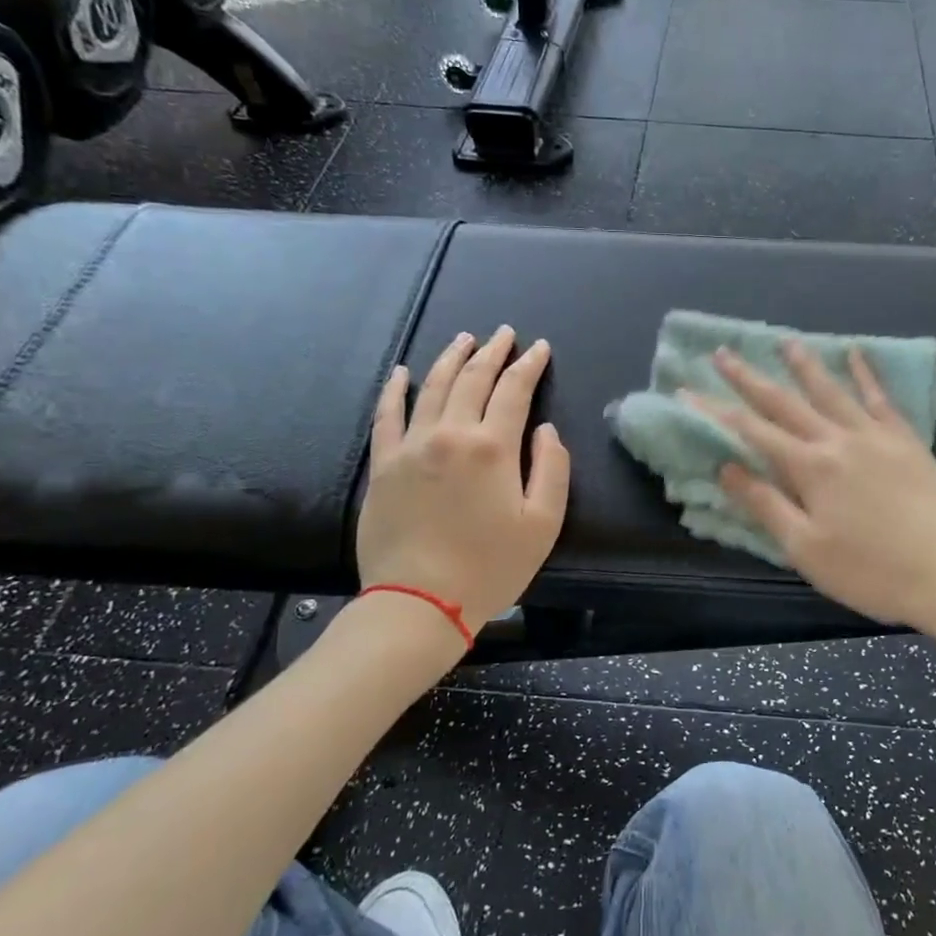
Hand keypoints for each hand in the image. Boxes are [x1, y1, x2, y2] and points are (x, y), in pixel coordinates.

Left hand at [355, 328, 570, 633]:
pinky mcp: (383, 465)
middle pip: (472, 379)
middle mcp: (450, 434)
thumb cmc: (490, 567)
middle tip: (506, 333)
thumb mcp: (543, 524)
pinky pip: (386, 415)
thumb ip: (552, 469)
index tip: (539, 348)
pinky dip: (395, 389)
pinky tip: (401, 371)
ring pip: (432, 387)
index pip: (514, 390)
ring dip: (451, 358)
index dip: (530, 365)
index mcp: (493, 447)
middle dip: (493, 352)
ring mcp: (411, 446)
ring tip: (465, 339)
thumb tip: (545, 430)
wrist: (420, 602)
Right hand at [699, 343, 935, 654]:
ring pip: (831, 391)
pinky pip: (880, 398)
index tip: (686, 391)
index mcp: (810, 468)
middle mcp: (838, 440)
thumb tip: (727, 467)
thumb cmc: (873, 572)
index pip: (751, 431)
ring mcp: (876, 436)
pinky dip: (865, 374)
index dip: (715, 410)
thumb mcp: (807, 549)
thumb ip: (765, 504)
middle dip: (749, 378)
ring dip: (804, 365)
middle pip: (785, 403)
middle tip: (722, 353)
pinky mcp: (906, 441)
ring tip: (785, 342)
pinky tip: (857, 354)